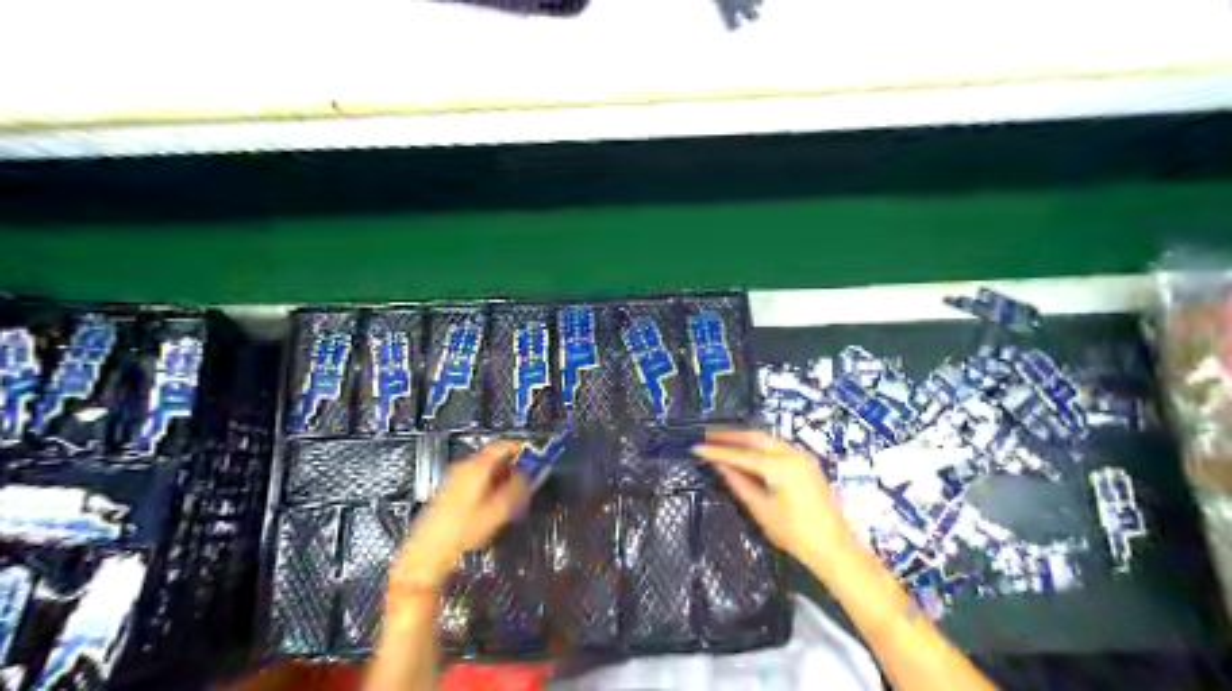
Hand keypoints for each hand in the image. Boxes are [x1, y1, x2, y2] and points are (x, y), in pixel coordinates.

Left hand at [393, 444, 525, 594]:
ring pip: (483, 470)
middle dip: (510, 469)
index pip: (502, 446)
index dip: (519, 451)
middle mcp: (463, 467)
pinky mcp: (447, 491)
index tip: (531, 460)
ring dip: (498, 479)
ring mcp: (453, 478)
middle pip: (492, 458)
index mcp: (476, 466)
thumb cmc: (463, 530)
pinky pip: (473, 480)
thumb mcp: (498, 511)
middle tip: (522, 483)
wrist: (429, 550)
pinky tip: (490, 505)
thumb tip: (527, 478)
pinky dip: (485, 487)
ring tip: (509, 497)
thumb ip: (516, 490)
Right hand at [692, 431, 859, 567]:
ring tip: (721, 440)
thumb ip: (739, 484)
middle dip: (730, 435)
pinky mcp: (806, 463)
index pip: (741, 454)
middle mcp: (793, 454)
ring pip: (767, 439)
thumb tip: (721, 466)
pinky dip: (758, 446)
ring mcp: (802, 456)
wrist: (834, 547)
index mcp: (781, 466)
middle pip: (755, 437)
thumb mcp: (761, 510)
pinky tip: (745, 451)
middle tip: (706, 435)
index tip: (696, 447)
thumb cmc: (796, 534)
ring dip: (744, 438)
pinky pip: (777, 446)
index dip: (717, 451)